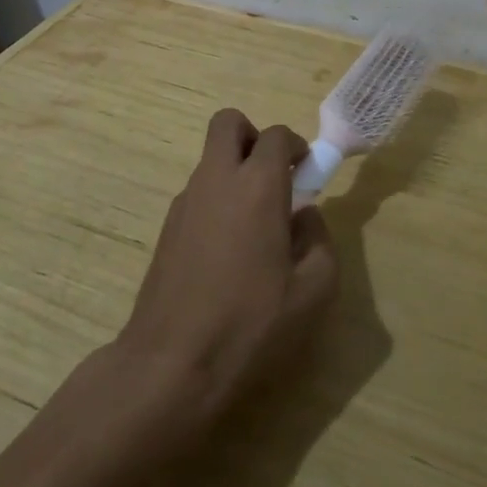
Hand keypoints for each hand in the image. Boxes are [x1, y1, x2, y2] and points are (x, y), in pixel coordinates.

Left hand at [118, 109, 338, 442]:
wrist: (171, 364)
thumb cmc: (250, 325)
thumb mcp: (313, 291)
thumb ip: (319, 241)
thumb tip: (306, 215)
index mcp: (257, 186)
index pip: (276, 136)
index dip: (296, 147)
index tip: (306, 174)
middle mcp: (216, 180)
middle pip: (228, 123)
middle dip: (253, 136)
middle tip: (272, 177)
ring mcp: (185, 201)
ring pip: (210, 159)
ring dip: (234, 171)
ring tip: (254, 228)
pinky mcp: (166, 227)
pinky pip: (198, 192)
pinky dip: (217, 200)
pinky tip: (227, 252)